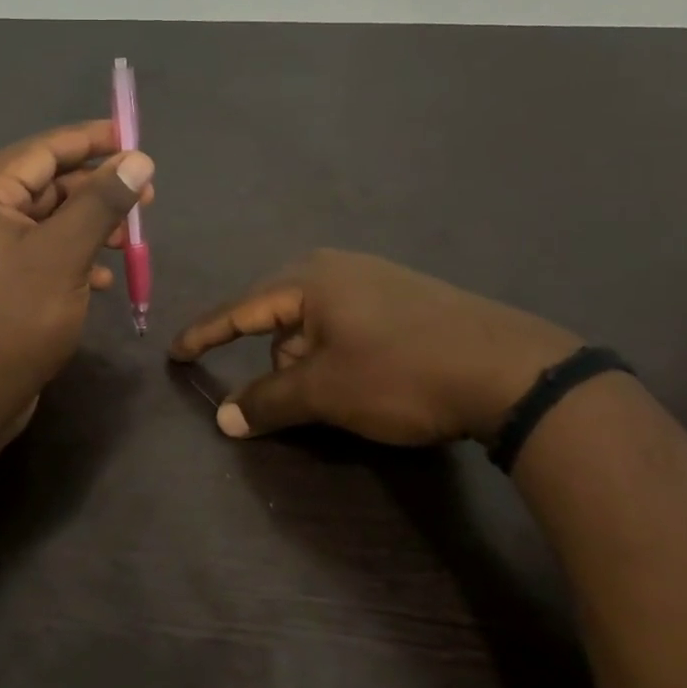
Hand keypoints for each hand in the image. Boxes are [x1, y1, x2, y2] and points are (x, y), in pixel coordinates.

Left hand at [0, 121, 154, 433]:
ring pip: (48, 221)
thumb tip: (138, 160)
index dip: (90, 141)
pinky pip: (41, 252)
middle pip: (46, 185)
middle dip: (96, 189)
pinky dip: (73, 257)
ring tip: (130, 239)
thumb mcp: (64, 255)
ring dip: (90, 226)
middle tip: (147, 197)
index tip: (134, 139)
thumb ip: (101, 203)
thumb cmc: (15, 320)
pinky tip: (103, 278)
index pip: (42, 150)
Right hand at [169, 250, 580, 444]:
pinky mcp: (405, 299)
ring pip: (314, 325)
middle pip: (278, 318)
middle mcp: (337, 268)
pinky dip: (338, 355)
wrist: (511, 370)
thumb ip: (267, 402)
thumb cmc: (400, 373)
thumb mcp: (324, 391)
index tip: (175, 352)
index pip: (239, 310)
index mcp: (309, 279)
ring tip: (336, 395)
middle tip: (286, 398)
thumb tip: (223, 419)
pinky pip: (347, 326)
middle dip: (273, 360)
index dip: (204, 334)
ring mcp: (376, 280)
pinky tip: (365, 379)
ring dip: (308, 361)